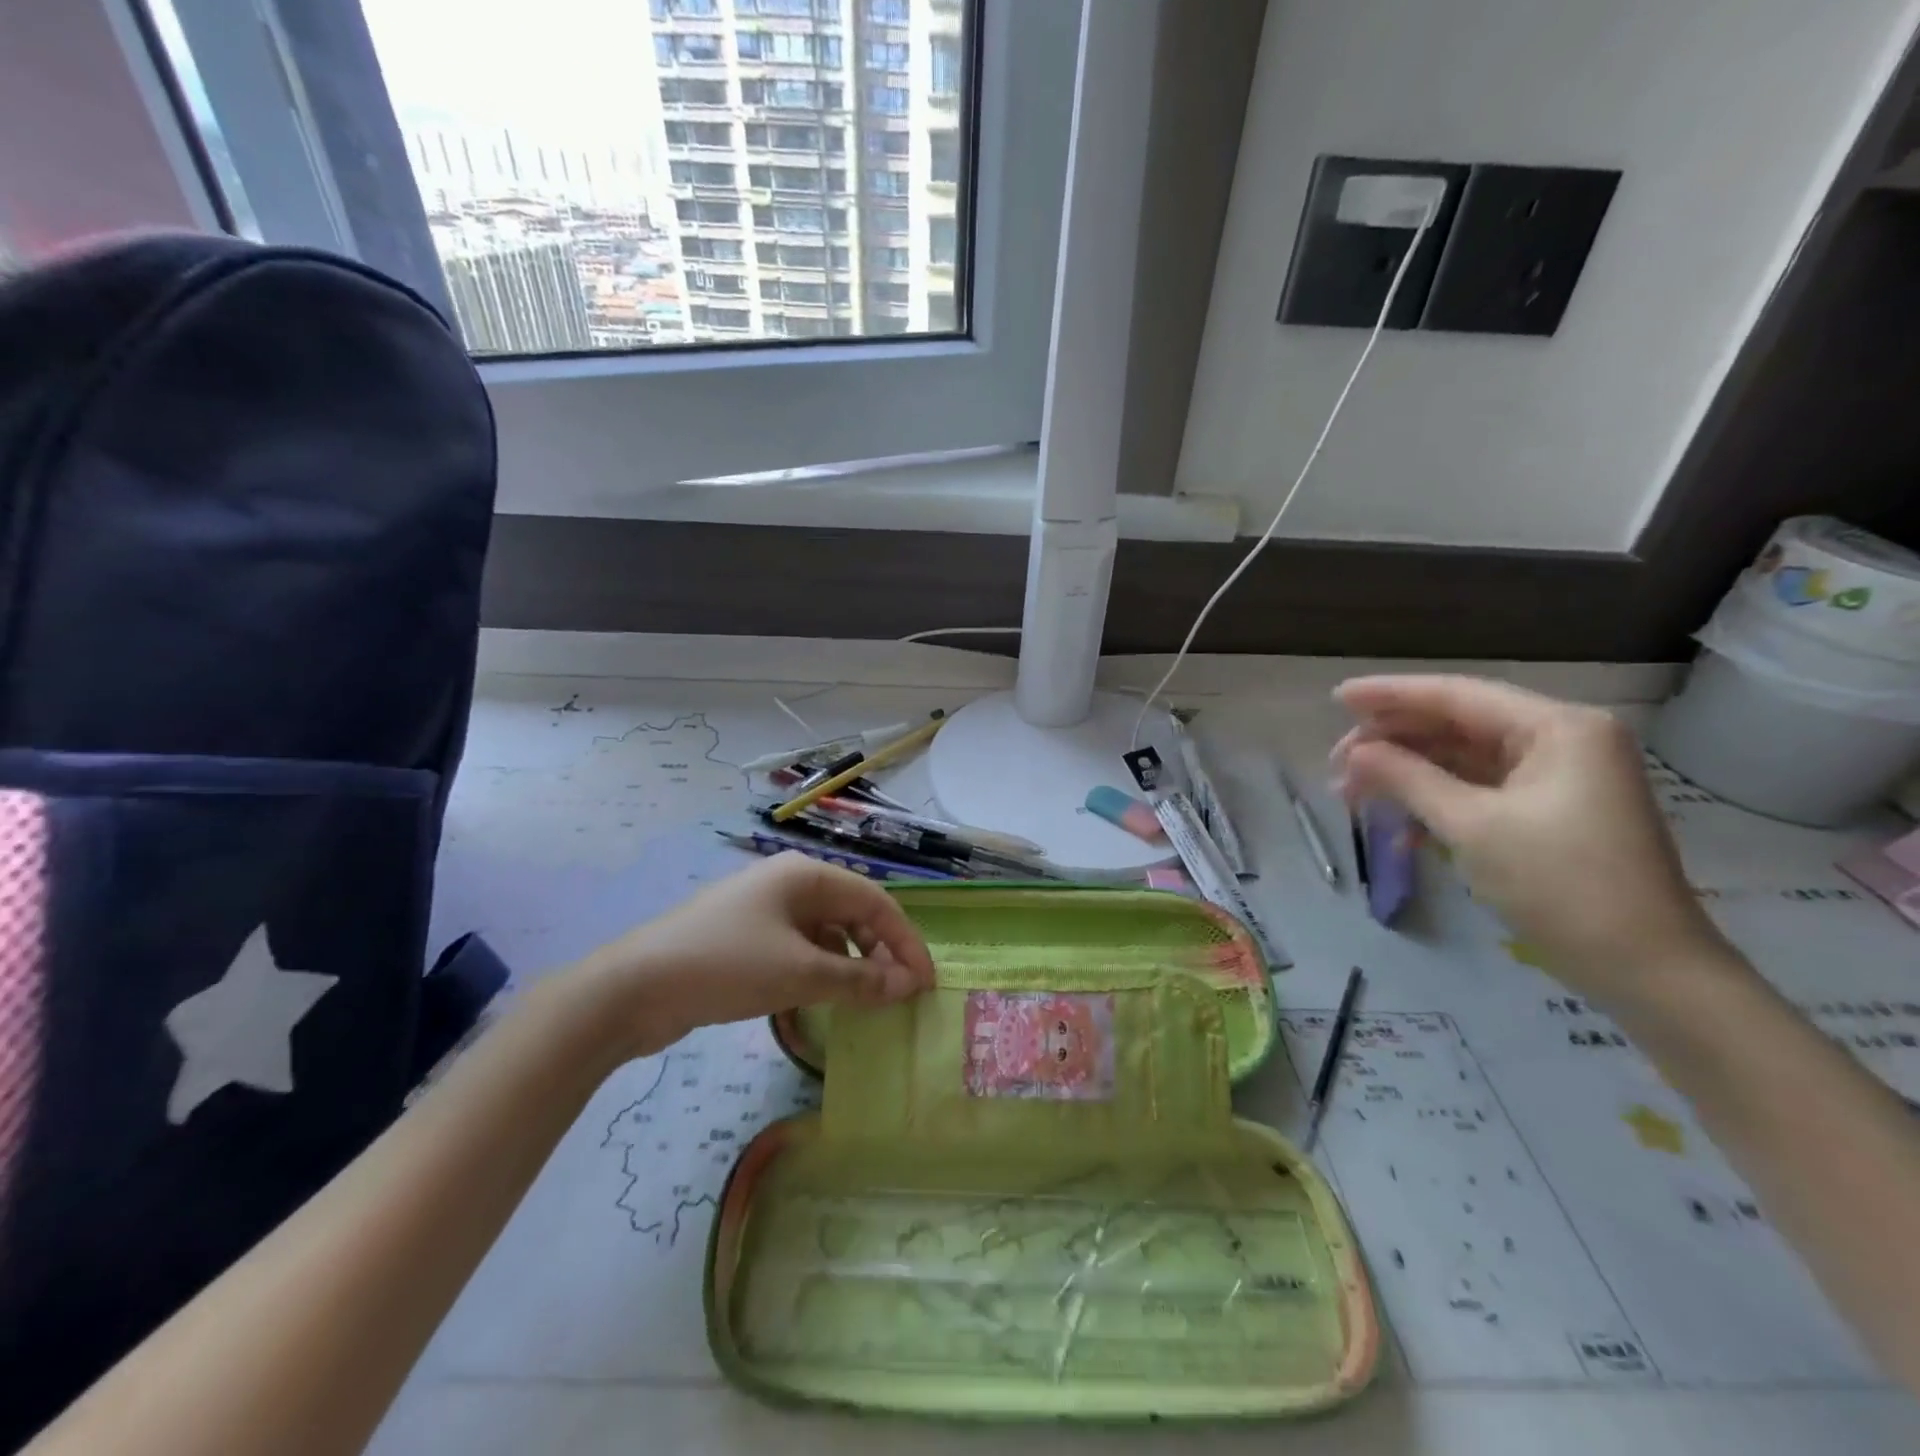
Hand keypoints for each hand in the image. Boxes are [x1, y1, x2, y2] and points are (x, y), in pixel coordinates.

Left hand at [574, 854, 936, 1058]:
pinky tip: (824, 999)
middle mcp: (789, 882)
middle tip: (898, 994)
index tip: (925, 982)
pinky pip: (799, 947)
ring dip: (851, 963)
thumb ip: (859, 980)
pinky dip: (820, 970)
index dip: (905, 941)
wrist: (633, 989)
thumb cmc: (725, 966)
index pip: (875, 901)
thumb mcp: (799, 974)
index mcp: (806, 875)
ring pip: (826, 932)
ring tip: (865, 1001)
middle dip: (880, 951)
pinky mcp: (746, 937)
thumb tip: (908, 986)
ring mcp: (764, 909)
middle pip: (852, 912)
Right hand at [1331, 675, 1732, 1000]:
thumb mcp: (1471, 826)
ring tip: (1353, 795)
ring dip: (1407, 775)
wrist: (1647, 970)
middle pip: (1456, 724)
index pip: (1456, 695)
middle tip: (1337, 766)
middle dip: (1392, 743)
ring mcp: (1558, 776)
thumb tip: (1354, 753)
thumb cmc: (1561, 886)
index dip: (1389, 694)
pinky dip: (1435, 801)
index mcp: (1557, 728)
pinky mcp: (1550, 809)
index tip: (1336, 698)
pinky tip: (1397, 828)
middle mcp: (1561, 739)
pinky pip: (1478, 789)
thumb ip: (1407, 778)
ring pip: (1461, 758)